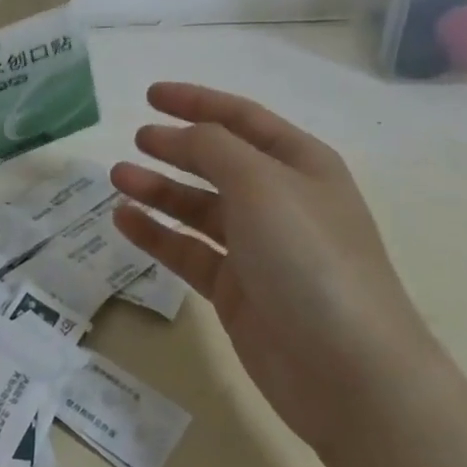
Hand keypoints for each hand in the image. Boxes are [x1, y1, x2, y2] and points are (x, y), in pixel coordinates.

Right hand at [111, 82, 443, 457]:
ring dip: (159, 190)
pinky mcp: (236, 290)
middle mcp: (279, 201)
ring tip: (118, 178)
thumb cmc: (309, 257)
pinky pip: (188, 250)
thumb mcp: (261, 183)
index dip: (197, 102)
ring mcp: (258, 248)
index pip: (242, 119)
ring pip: (198, 207)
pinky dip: (156, 233)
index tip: (151, 95)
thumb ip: (213, 147)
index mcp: (300, 165)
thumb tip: (181, 135)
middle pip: (218, 161)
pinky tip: (123, 219)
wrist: (348, 371)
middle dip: (176, 147)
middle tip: (135, 140)